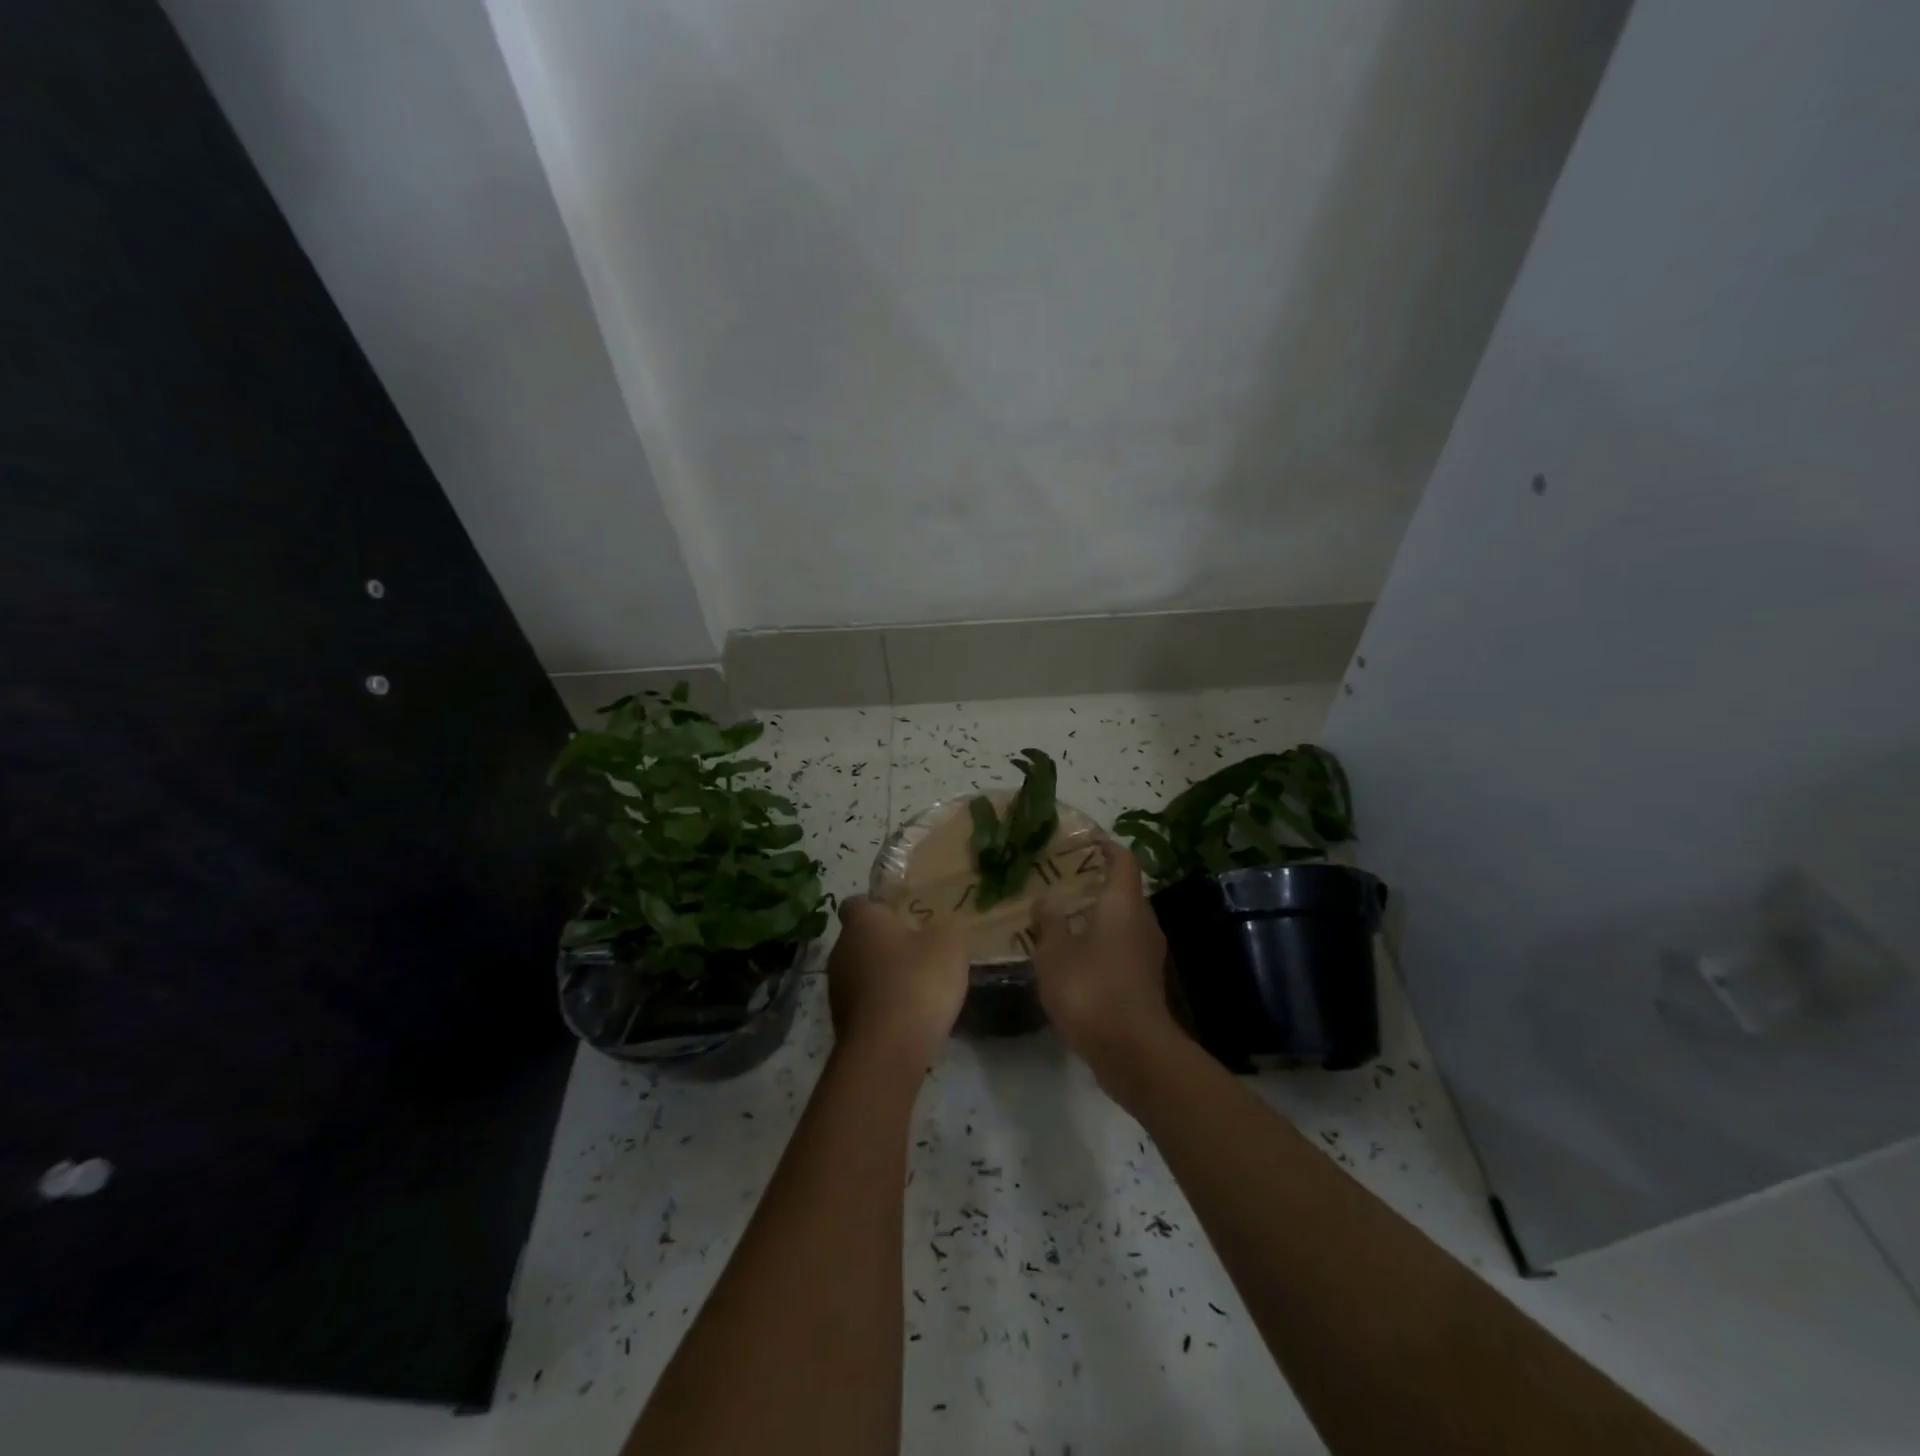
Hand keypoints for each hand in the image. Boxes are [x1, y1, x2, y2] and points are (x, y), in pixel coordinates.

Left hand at [825, 896, 968, 1073]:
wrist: (887, 1050)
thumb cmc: (916, 981)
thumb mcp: (949, 944)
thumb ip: (945, 929)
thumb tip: (939, 930)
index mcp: (861, 922)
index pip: (857, 903)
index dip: (878, 907)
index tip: (901, 916)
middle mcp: (841, 950)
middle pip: (861, 940)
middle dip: (886, 945)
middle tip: (919, 952)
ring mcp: (837, 989)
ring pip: (862, 974)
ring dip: (884, 979)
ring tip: (918, 990)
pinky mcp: (842, 1024)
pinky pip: (866, 1005)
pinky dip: (883, 1008)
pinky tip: (909, 1018)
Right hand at [1030, 842, 1178, 1083]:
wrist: (1132, 1050)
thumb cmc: (1091, 988)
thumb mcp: (1054, 953)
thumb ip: (1049, 923)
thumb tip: (1046, 900)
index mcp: (1123, 903)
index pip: (1123, 860)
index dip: (1106, 847)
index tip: (1085, 841)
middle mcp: (1142, 921)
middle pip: (1124, 891)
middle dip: (1096, 884)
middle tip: (1063, 881)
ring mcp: (1148, 953)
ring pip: (1124, 922)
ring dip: (1099, 917)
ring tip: (1064, 918)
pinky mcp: (1145, 981)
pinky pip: (1123, 949)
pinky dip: (1103, 945)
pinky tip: (1077, 957)